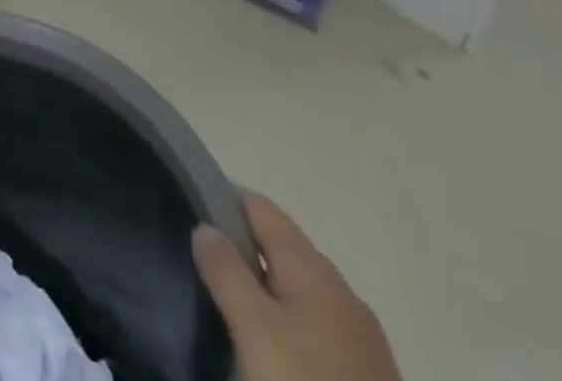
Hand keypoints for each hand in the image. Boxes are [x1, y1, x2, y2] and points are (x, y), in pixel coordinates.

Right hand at [192, 191, 401, 380]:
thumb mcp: (253, 327)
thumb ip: (225, 270)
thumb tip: (206, 226)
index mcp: (314, 268)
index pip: (263, 209)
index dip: (227, 199)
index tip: (193, 205)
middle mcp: (342, 291)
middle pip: (284, 247)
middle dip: (245, 245)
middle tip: (204, 257)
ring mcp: (361, 336)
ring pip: (302, 289)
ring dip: (267, 285)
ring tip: (232, 300)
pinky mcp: (369, 374)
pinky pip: (317, 325)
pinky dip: (289, 318)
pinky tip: (273, 344)